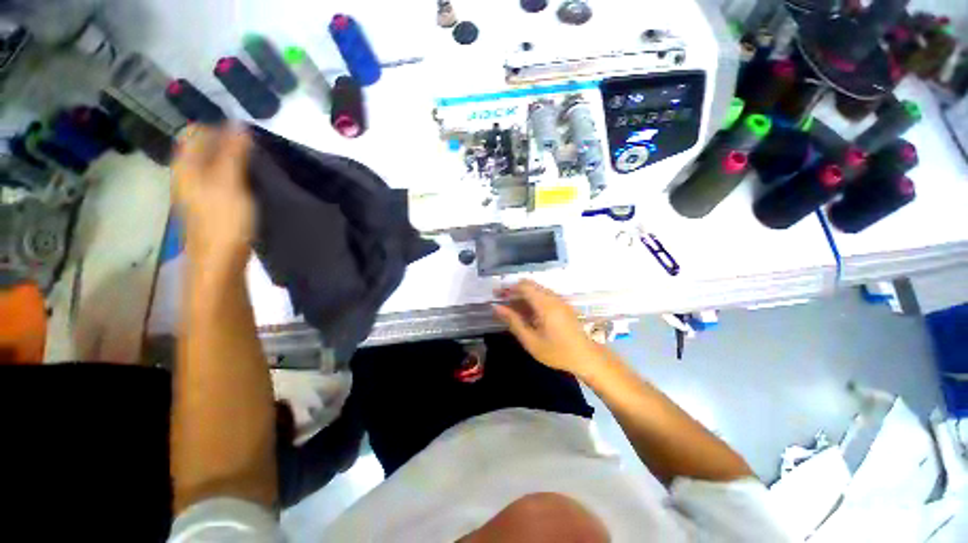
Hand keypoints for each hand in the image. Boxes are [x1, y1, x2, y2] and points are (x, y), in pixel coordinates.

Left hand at [172, 124, 253, 267]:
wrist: (219, 259)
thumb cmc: (224, 219)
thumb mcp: (231, 182)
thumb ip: (234, 153)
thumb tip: (239, 124)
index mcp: (186, 165)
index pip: (197, 132)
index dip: (220, 129)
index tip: (247, 136)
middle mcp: (187, 174)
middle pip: (205, 148)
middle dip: (229, 144)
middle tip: (256, 151)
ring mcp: (198, 191)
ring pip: (214, 164)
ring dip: (234, 161)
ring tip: (258, 165)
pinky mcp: (211, 204)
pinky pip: (221, 180)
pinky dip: (235, 176)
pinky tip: (252, 183)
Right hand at [493, 280, 600, 376]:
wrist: (587, 358)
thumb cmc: (557, 352)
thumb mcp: (531, 340)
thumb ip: (513, 321)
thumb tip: (496, 307)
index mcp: (545, 304)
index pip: (523, 286)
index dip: (508, 288)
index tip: (496, 295)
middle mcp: (553, 297)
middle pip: (530, 285)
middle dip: (514, 291)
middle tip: (502, 302)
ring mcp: (560, 300)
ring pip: (537, 290)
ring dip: (523, 296)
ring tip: (511, 309)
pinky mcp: (563, 306)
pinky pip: (544, 296)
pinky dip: (532, 300)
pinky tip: (527, 314)